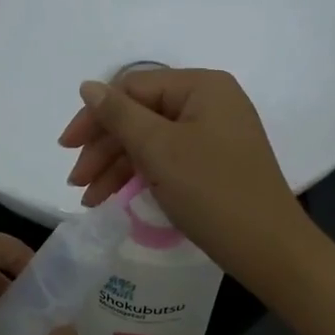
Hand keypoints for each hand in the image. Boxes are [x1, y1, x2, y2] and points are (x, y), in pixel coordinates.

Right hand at [58, 68, 315, 290]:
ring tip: (89, 199)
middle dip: (104, 148)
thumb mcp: (159, 150)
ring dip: (116, 167)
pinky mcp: (213, 164)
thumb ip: (119, 115)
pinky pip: (167, 160)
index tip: (66, 149)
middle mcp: (209, 102)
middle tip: (76, 182)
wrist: (268, 248)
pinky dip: (139, 177)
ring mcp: (213, 134)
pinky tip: (114, 198)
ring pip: (150, 141)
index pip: (132, 89)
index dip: (95, 117)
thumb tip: (88, 86)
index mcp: (201, 86)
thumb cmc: (212, 191)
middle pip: (140, 115)